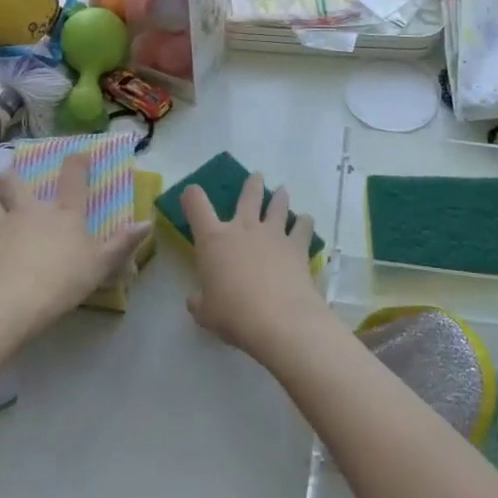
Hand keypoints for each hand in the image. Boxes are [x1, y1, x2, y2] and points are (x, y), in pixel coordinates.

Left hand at [0, 156, 148, 338]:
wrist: (12, 304)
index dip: (76, 163)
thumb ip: (122, 243)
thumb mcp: (101, 264)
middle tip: (10, 175)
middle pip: (14, 182)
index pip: (73, 178)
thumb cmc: (63, 280)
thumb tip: (147, 223)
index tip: (77, 154)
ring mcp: (1, 225)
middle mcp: (31, 210)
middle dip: (11, 175)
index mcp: (64, 213)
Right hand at [182, 172, 327, 358]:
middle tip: (257, 177)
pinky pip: (303, 227)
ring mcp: (273, 234)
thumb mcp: (206, 313)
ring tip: (282, 191)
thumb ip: (199, 303)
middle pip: (248, 195)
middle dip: (252, 184)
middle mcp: (243, 228)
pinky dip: (304, 223)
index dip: (191, 196)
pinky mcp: (297, 245)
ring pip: (278, 205)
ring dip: (280, 196)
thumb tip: (194, 301)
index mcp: (214, 240)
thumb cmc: (233, 315)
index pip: (197, 205)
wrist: (278, 319)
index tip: (191, 193)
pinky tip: (306, 222)